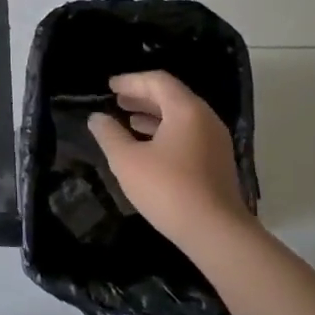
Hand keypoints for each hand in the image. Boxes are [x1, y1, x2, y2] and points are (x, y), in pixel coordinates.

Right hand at [87, 71, 251, 250]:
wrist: (216, 233)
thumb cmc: (168, 189)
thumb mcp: (127, 160)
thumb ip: (109, 134)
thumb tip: (97, 118)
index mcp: (186, 110)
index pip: (157, 81)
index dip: (131, 81)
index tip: (110, 86)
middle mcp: (205, 119)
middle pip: (171, 96)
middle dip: (142, 96)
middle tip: (117, 100)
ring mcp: (215, 142)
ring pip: (181, 117)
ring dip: (153, 115)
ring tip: (128, 121)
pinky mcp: (217, 163)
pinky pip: (188, 134)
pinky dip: (166, 132)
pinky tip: (148, 147)